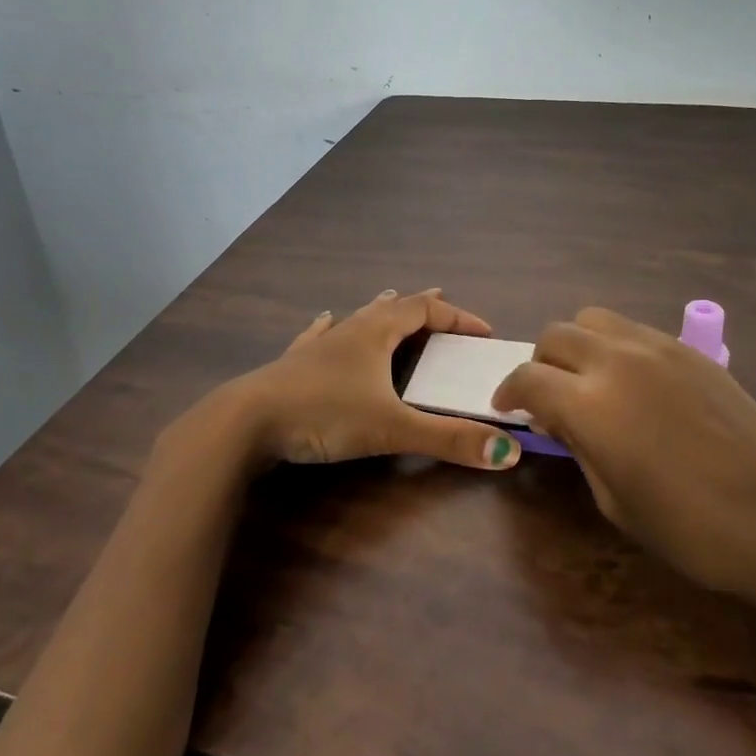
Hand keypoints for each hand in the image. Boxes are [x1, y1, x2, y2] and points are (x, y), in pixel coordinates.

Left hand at [234, 288, 523, 473]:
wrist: (246, 422)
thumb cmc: (323, 414)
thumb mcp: (391, 429)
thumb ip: (448, 441)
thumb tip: (509, 453)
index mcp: (375, 333)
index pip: (425, 311)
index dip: (457, 317)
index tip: (483, 332)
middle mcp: (349, 330)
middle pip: (392, 308)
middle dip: (422, 308)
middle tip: (443, 307)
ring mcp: (318, 345)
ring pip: (356, 319)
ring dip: (381, 313)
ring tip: (391, 302)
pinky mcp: (293, 364)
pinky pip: (318, 336)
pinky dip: (331, 328)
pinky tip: (324, 321)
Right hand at [493, 307, 755, 613]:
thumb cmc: (693, 530)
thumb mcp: (615, 500)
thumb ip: (580, 447)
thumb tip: (561, 419)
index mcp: (591, 403)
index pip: (528, 378)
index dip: (509, 392)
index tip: (508, 408)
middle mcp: (617, 360)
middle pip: (556, 335)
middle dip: (540, 363)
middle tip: (549, 398)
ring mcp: (658, 347)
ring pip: (594, 320)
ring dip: (577, 346)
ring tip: (590, 382)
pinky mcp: (691, 350)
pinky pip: (634, 331)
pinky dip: (616, 347)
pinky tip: (634, 385)